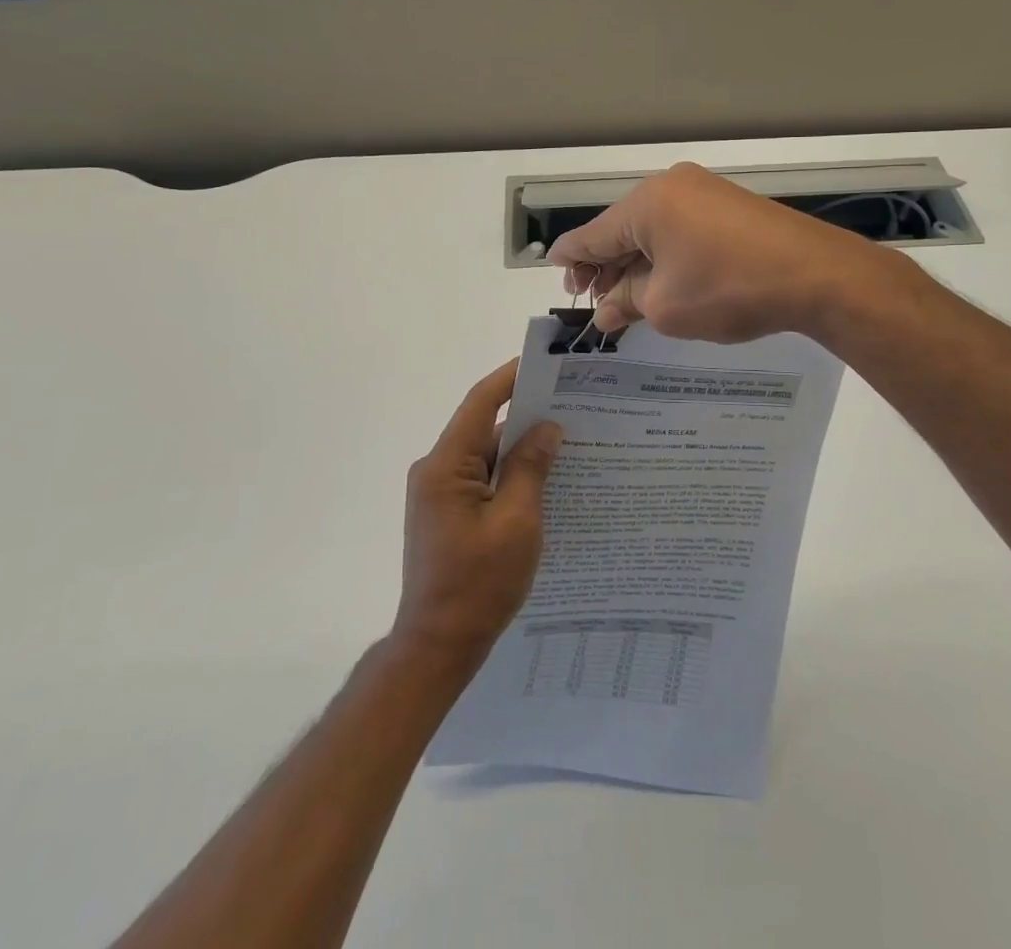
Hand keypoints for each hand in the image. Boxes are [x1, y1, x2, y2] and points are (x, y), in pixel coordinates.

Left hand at [393, 361, 562, 670]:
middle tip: (574, 406)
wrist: (438, 646)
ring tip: (570, 443)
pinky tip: (547, 480)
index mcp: (445, 465)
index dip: (511, 378)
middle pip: (485, 428)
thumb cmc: (478, 583)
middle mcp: (436, 471)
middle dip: (527, 417)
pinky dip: (512, 476)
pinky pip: (484, 480)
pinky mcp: (448, 514)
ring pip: (487, 456)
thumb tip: (546, 428)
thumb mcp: (516, 522)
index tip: (545, 363)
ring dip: (522, 451)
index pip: (480, 403)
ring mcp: (440, 494)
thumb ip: (530, 468)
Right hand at [547, 162, 892, 342]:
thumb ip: (626, 303)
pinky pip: (681, 229)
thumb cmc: (729, 289)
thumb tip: (605, 311)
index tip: (555, 273)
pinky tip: (661, 282)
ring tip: (624, 299)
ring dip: (636, 263)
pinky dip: (665, 256)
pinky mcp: (729, 207)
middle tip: (592, 301)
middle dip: (604, 266)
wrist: (816, 275)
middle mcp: (671, 187)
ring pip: (653, 230)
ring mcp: (704, 192)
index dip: (570, 258)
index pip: (592, 234)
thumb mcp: (666, 306)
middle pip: (622, 229)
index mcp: (646, 203)